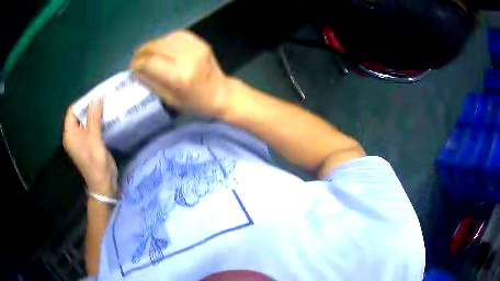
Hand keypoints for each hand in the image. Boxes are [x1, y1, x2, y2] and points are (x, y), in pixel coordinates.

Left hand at [63, 99, 117, 197]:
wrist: (103, 184)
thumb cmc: (95, 162)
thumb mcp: (94, 138)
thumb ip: (94, 117)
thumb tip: (96, 97)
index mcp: (70, 134)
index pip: (72, 111)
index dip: (82, 102)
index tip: (95, 95)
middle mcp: (73, 136)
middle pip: (79, 115)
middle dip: (90, 106)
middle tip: (103, 98)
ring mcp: (81, 141)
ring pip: (86, 121)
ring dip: (95, 114)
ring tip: (106, 105)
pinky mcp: (89, 144)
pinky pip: (91, 128)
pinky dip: (97, 122)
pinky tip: (107, 118)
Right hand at [130, 30, 230, 118]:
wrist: (221, 94)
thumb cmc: (195, 103)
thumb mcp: (170, 100)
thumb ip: (152, 83)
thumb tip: (136, 72)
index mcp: (179, 76)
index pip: (150, 62)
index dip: (137, 64)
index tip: (132, 69)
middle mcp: (187, 58)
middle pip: (156, 46)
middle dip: (141, 52)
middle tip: (136, 60)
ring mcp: (195, 47)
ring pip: (165, 38)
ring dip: (152, 45)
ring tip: (146, 54)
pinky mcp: (200, 43)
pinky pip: (177, 35)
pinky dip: (165, 40)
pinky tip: (161, 47)